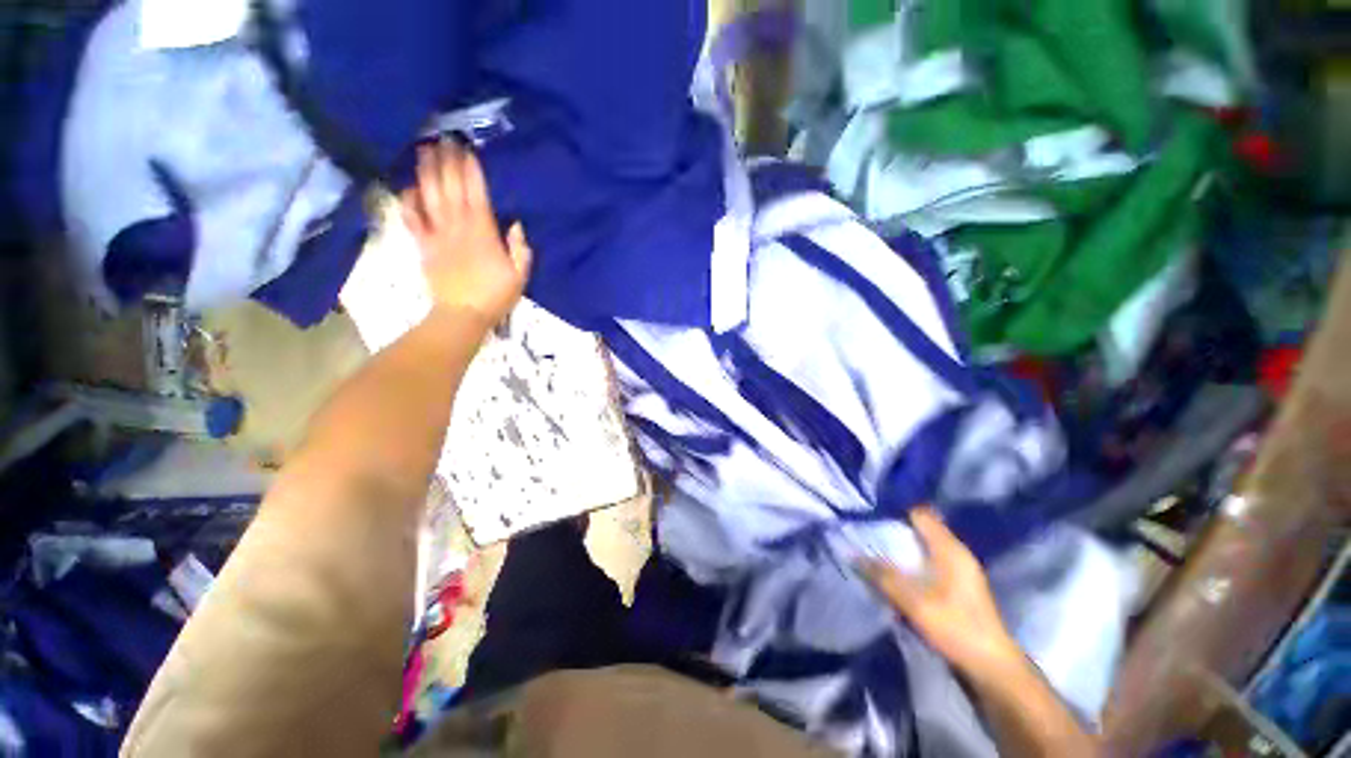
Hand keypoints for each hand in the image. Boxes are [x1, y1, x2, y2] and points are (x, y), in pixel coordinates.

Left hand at [400, 141, 531, 327]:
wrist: (462, 315)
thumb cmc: (495, 295)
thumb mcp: (520, 276)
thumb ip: (520, 249)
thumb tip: (516, 225)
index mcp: (483, 233)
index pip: (475, 194)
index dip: (470, 170)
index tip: (466, 149)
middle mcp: (457, 227)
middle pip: (450, 188)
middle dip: (447, 161)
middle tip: (442, 138)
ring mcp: (437, 234)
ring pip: (429, 196)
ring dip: (426, 172)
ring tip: (424, 150)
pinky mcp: (423, 245)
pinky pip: (412, 218)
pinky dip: (408, 200)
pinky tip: (408, 185)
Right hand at [860, 508, 1021, 678]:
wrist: (992, 666)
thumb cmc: (956, 627)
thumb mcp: (914, 602)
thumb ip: (883, 576)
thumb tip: (852, 554)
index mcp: (950, 549)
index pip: (920, 514)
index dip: (895, 511)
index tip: (870, 514)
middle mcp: (957, 553)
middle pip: (921, 529)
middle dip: (894, 530)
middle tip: (866, 532)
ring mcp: (960, 570)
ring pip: (925, 547)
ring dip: (902, 548)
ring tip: (875, 550)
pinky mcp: (959, 586)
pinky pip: (930, 562)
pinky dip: (912, 562)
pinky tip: (897, 572)